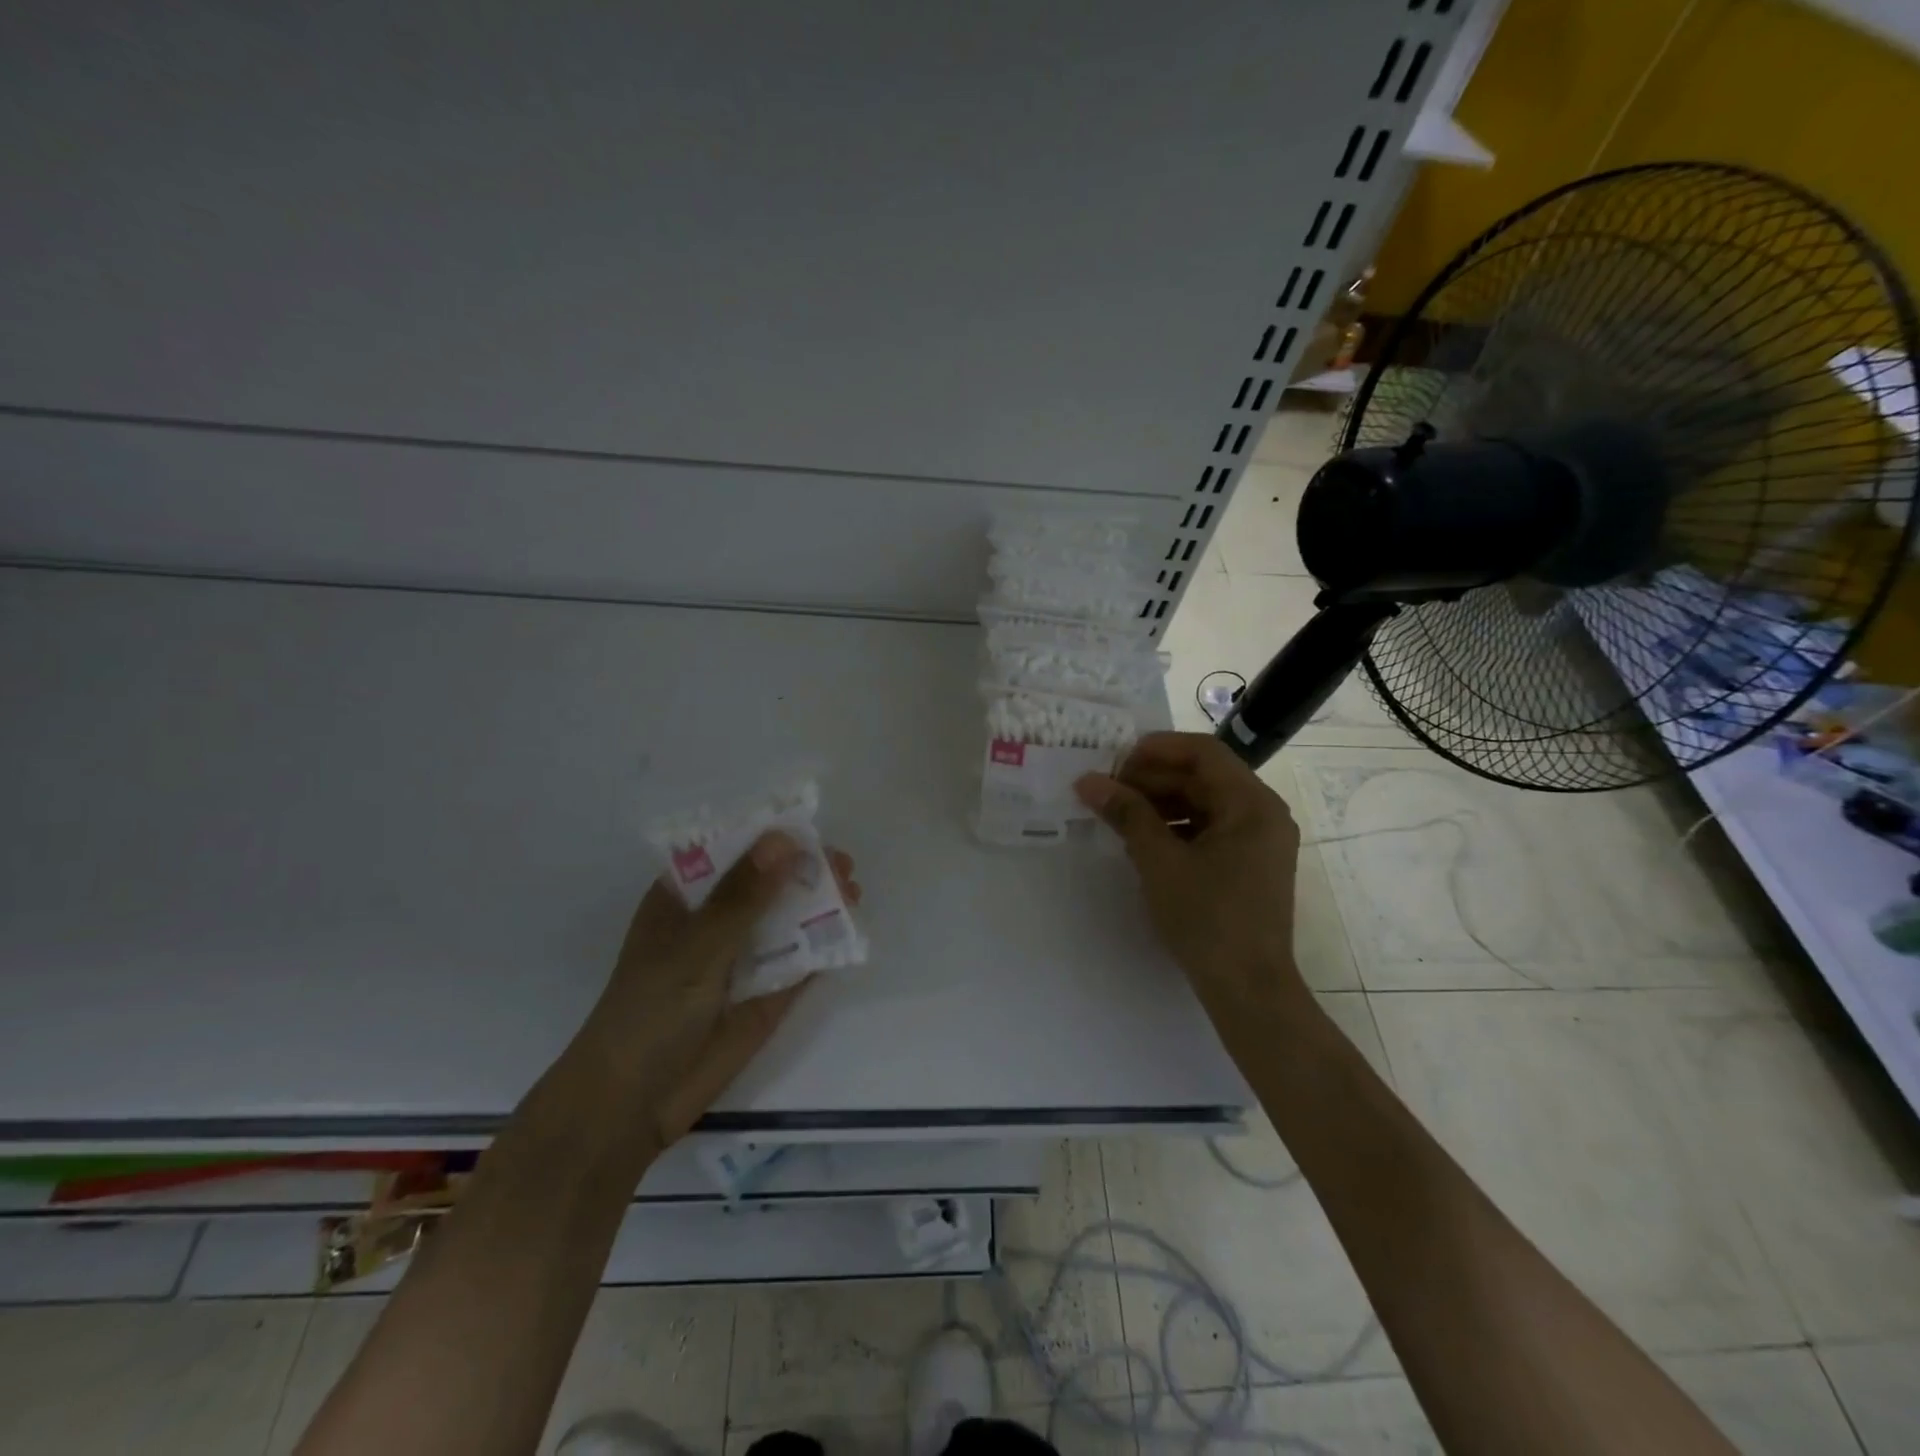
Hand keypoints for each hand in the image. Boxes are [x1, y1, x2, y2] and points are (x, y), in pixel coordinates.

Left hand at [585, 833, 860, 1152]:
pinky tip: (850, 930)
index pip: (729, 852)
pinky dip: (825, 944)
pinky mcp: (766, 993)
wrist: (635, 1104)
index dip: (768, 836)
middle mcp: (716, 921)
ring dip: (819, 903)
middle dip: (803, 869)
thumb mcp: (696, 947)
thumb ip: (743, 897)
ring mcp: (743, 957)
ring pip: (788, 919)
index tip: (808, 826)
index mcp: (685, 899)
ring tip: (853, 890)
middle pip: (766, 883)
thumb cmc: (650, 1012)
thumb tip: (786, 840)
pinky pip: (800, 960)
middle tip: (841, 864)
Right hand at [1075, 732, 1304, 1018]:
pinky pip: (1211, 828)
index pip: (1203, 751)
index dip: (1156, 750)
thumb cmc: (1207, 920)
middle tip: (1109, 792)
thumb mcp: (1160, 862)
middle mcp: (1263, 813)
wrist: (1248, 990)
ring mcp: (1260, 840)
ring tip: (1119, 816)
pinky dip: (1176, 827)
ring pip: (1205, 803)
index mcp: (1252, 803)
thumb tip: (1088, 780)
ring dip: (1161, 803)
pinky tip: (1143, 841)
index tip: (1115, 763)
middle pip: (1204, 776)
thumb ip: (1127, 814)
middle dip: (1153, 779)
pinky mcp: (1250, 863)